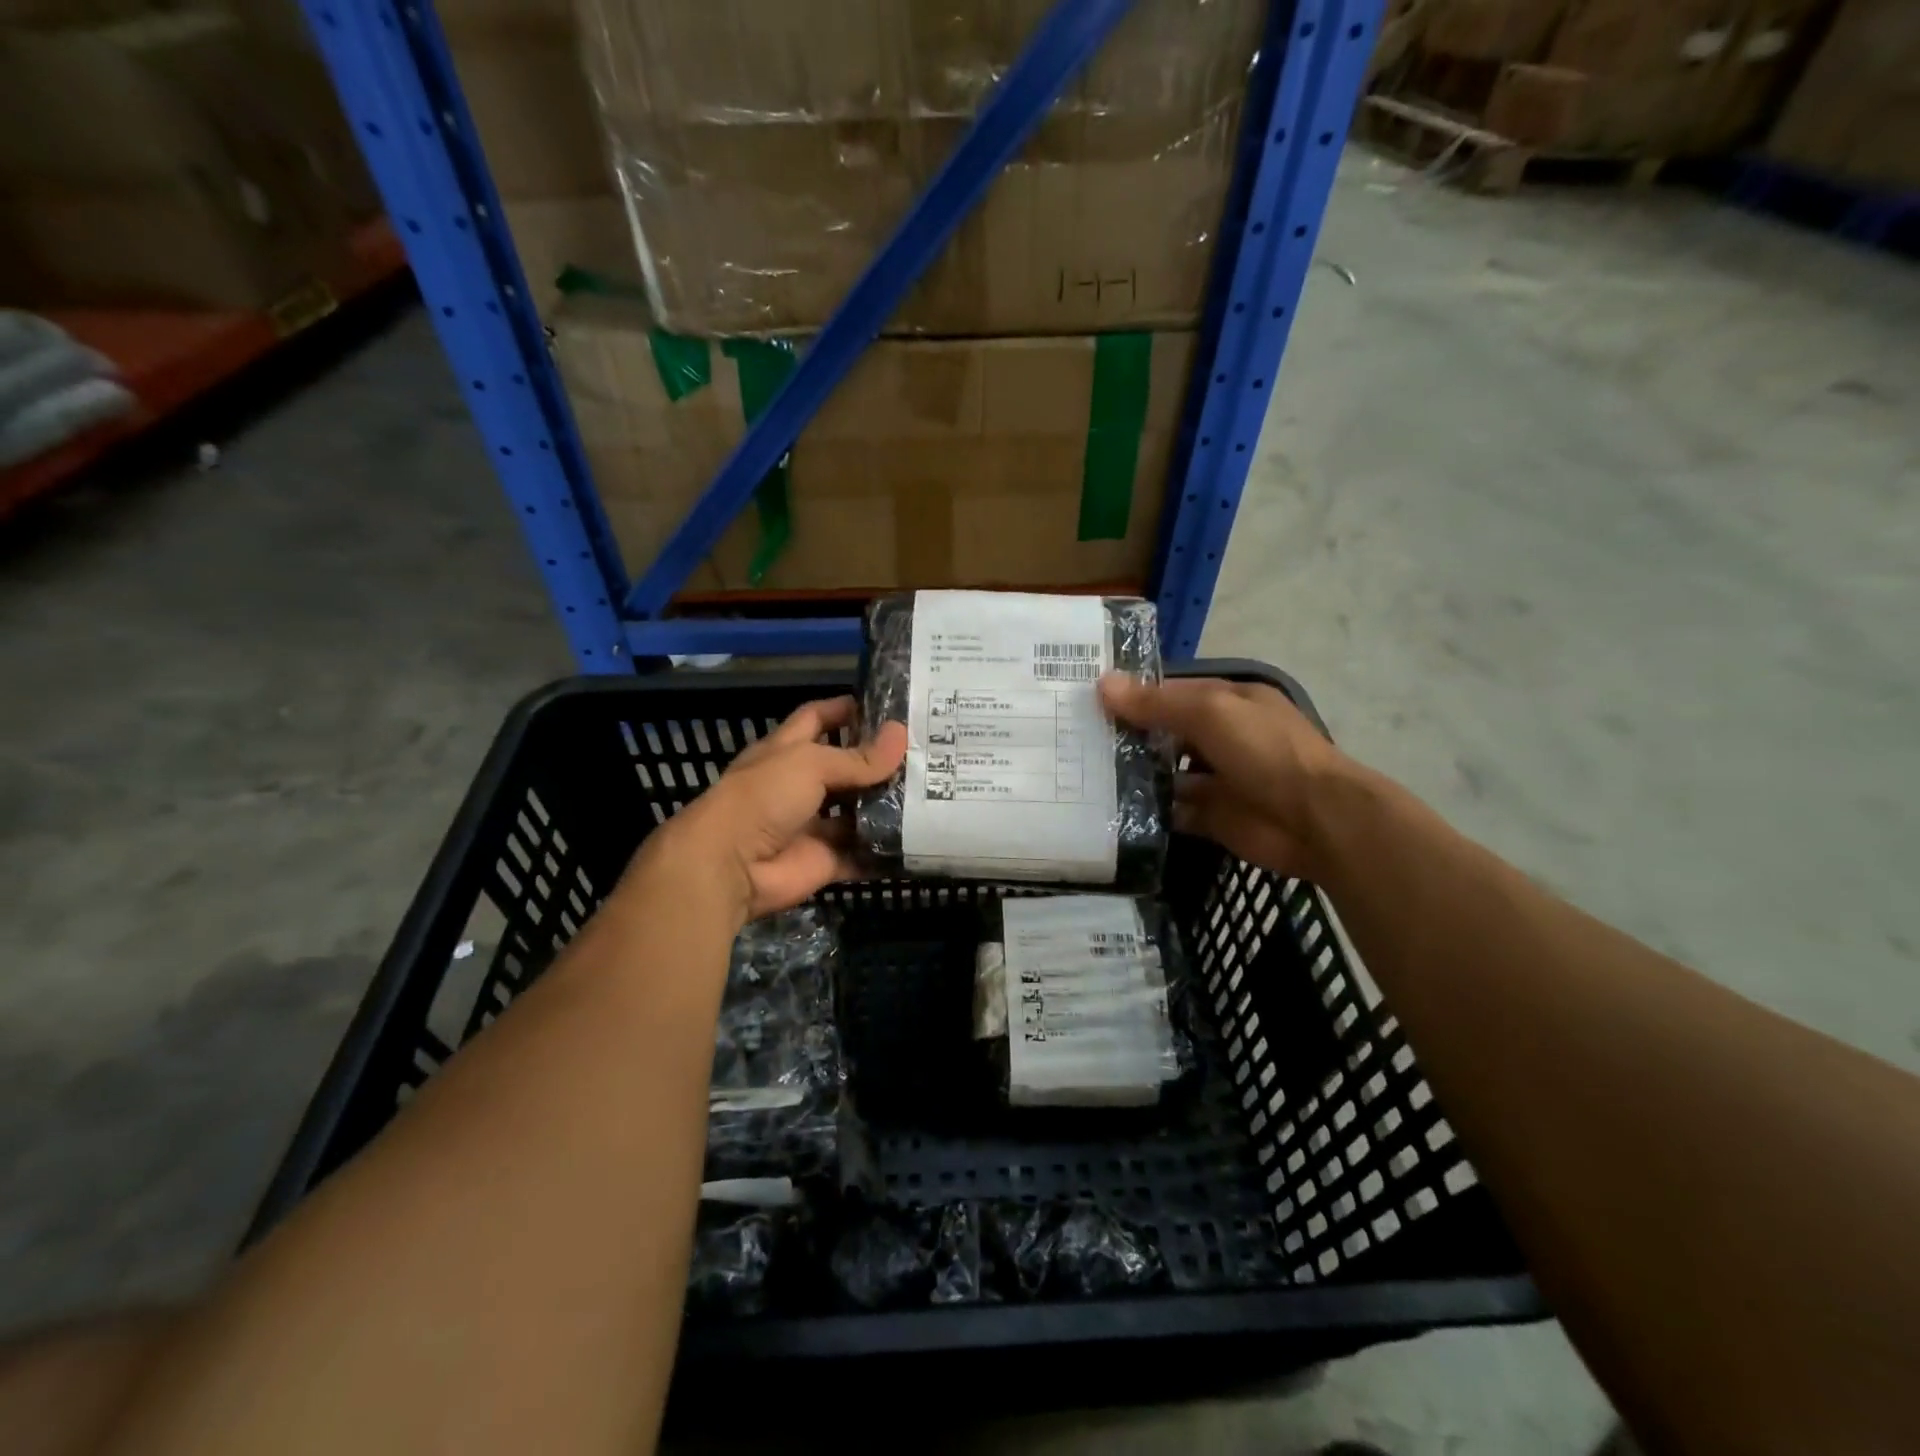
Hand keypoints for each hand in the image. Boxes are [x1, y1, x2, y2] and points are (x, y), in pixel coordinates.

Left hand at [644, 695, 906, 922]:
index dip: (847, 710)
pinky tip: (920, 839)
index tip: (887, 706)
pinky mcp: (825, 860)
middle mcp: (801, 785)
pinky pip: (861, 854)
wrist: (730, 866)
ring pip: (857, 812)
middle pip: (845, 767)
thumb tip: (901, 735)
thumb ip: (857, 757)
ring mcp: (814, 825)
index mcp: (787, 751)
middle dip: (879, 761)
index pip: (818, 719)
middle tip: (925, 753)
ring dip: (888, 805)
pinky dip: (885, 851)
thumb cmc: (763, 797)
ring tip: (934, 793)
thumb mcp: (810, 764)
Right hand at [1100, 674, 1348, 877]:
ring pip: (1165, 772)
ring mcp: (1216, 779)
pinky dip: (1147, 810)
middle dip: (1126, 735)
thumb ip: (1157, 702)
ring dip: (1133, 773)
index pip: (1171, 692)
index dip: (1133, 695)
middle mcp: (1221, 737)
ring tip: (1082, 774)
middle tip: (1074, 739)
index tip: (1087, 700)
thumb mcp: (1210, 712)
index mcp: (1227, 702)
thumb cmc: (1265, 751)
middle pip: (1165, 732)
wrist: (1315, 820)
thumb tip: (1102, 684)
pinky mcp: (1211, 817)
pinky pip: (1171, 811)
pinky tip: (1109, 809)